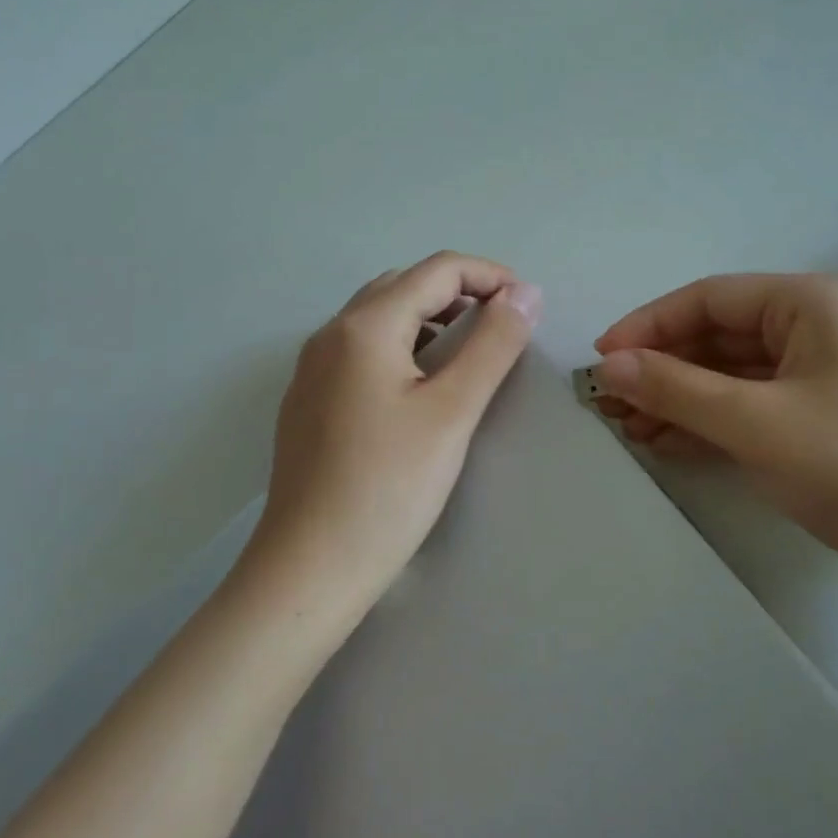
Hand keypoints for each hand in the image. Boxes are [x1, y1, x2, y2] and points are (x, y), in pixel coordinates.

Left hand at [247, 252, 541, 618]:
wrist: (309, 568)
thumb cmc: (388, 487)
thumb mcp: (453, 411)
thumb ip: (493, 344)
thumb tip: (526, 293)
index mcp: (364, 325)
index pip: (437, 269)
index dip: (490, 276)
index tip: (528, 306)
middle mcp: (331, 333)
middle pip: (404, 284)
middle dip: (460, 292)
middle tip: (502, 327)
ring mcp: (313, 366)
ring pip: (380, 315)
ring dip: (430, 316)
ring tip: (468, 351)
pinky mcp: (308, 398)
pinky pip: (361, 347)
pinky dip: (402, 344)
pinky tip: (419, 385)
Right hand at [593, 272, 837, 609]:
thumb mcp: (754, 423)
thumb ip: (674, 387)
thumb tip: (607, 365)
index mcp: (815, 301)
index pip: (710, 298)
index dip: (648, 326)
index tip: (600, 359)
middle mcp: (824, 324)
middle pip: (721, 335)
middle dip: (663, 369)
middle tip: (609, 403)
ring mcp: (828, 372)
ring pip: (734, 373)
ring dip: (681, 398)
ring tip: (627, 428)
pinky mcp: (828, 416)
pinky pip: (755, 404)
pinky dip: (712, 420)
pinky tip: (666, 441)